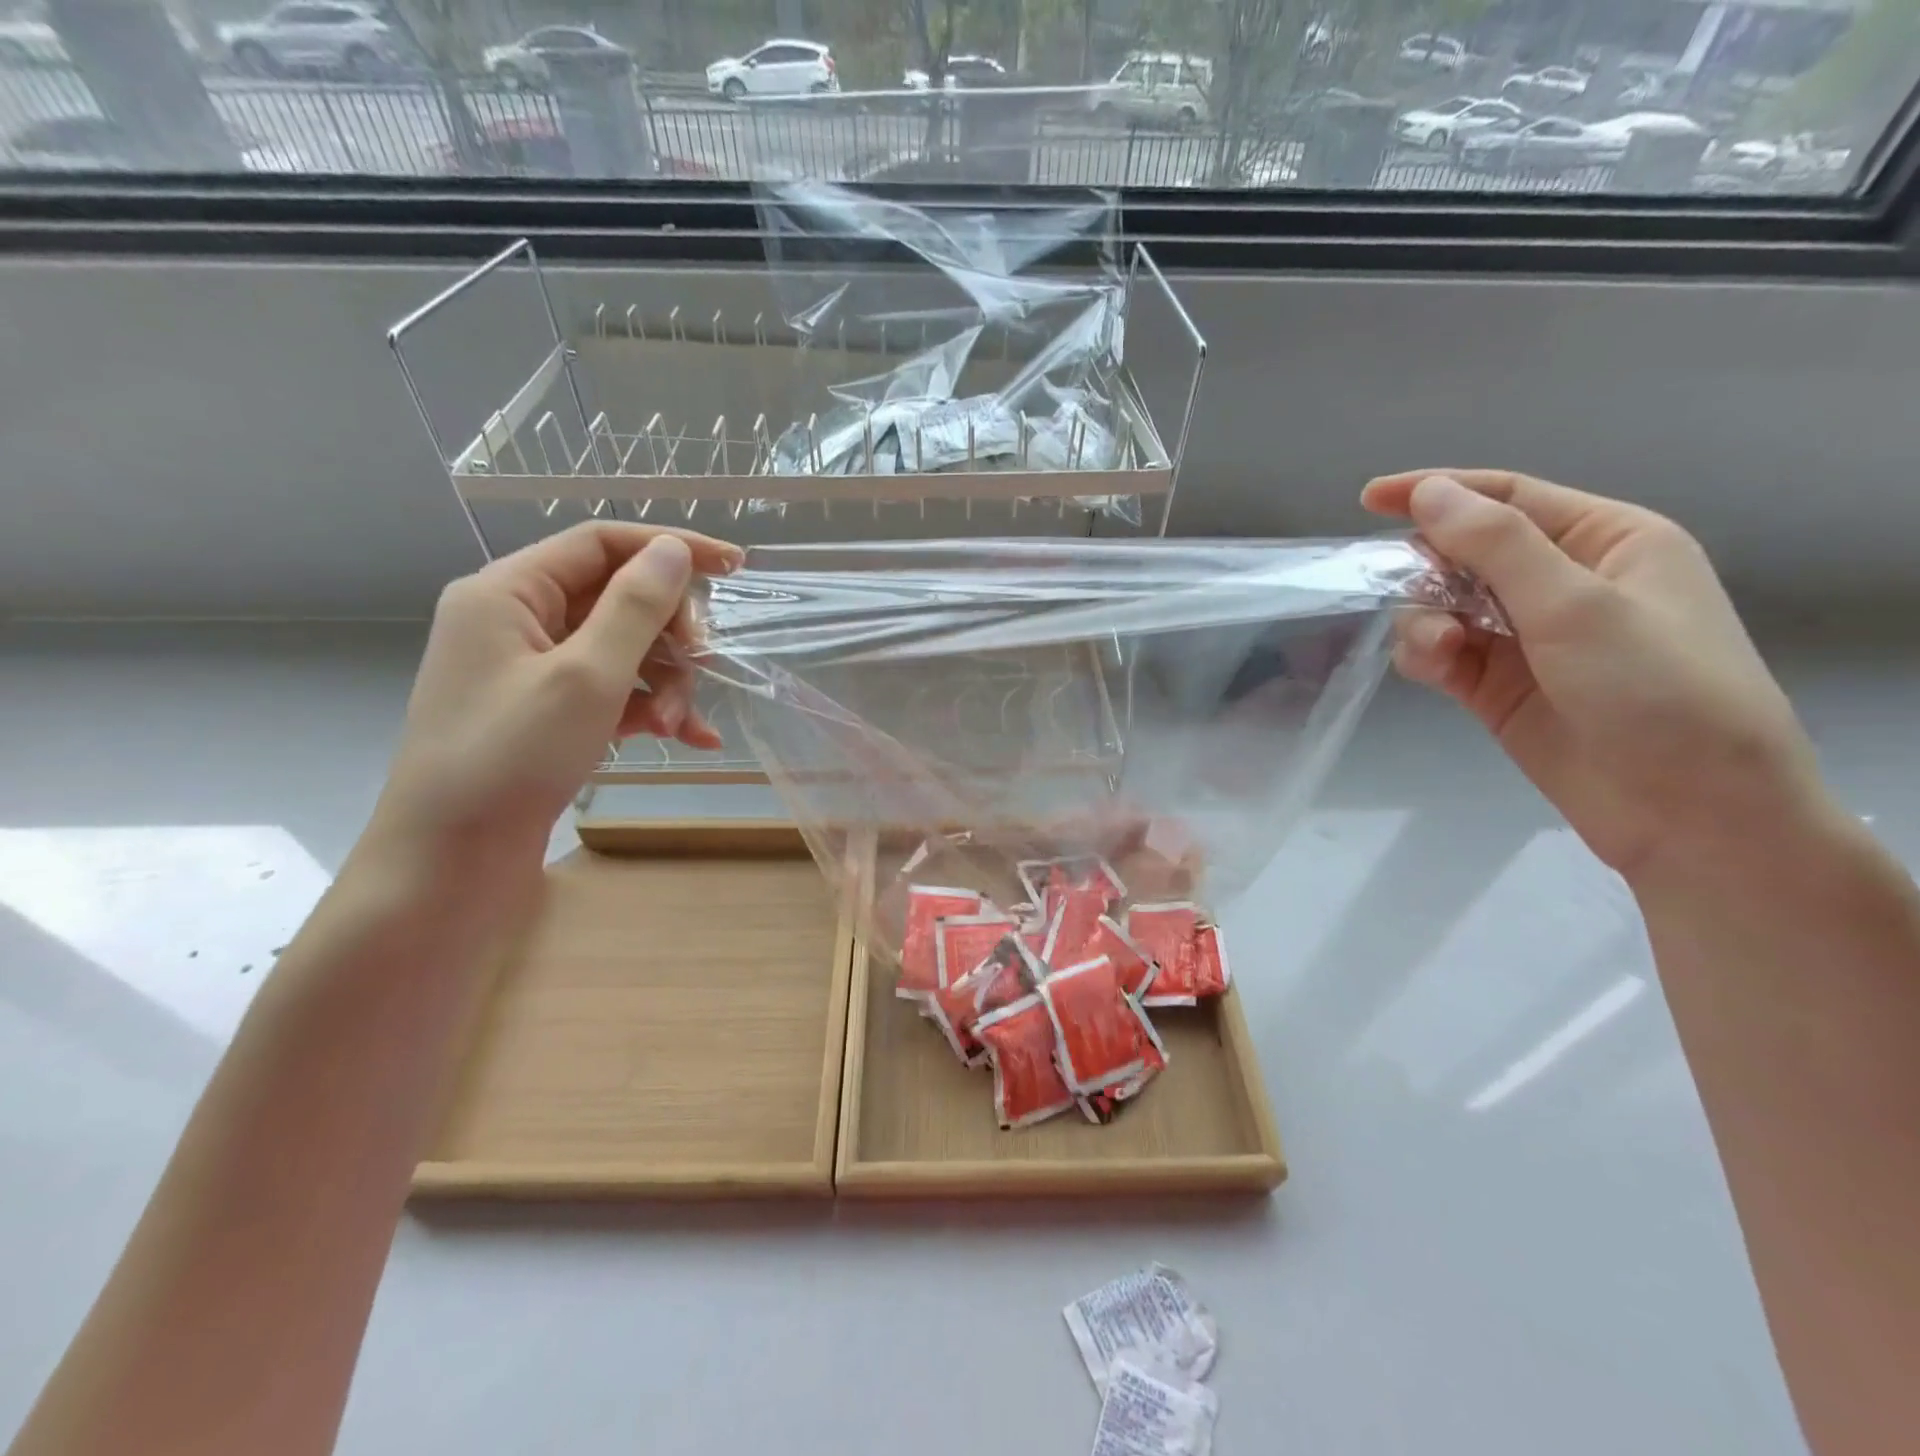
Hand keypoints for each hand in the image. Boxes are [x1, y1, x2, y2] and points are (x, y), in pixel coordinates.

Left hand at [370, 522, 742, 870]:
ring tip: (679, 727)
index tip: (734, 568)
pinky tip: (689, 738)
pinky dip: (649, 708)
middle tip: (704, 667)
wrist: (450, 860)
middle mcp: (517, 621)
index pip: (601, 544)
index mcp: (508, 592)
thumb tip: (673, 550)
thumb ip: (635, 608)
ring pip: (623, 649)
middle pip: (618, 599)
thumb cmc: (510, 758)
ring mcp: (532, 670)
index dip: (670, 548)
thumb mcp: (586, 677)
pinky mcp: (547, 712)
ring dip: (664, 682)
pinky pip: (612, 690)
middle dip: (669, 637)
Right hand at [1361, 469, 1828, 885]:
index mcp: (1607, 542)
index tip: (1369, 499)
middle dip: (1430, 570)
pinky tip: (1434, 670)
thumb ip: (1496, 545)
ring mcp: (1527, 638)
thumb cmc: (1657, 691)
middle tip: (1413, 593)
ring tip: (1440, 651)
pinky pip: (1440, 652)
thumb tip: (1430, 493)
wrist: (1688, 813)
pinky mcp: (1497, 685)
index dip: (1438, 492)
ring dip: (1425, 620)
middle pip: (1466, 553)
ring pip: (1443, 606)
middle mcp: (1564, 583)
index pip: (1508, 498)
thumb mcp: (1577, 606)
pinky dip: (1426, 655)